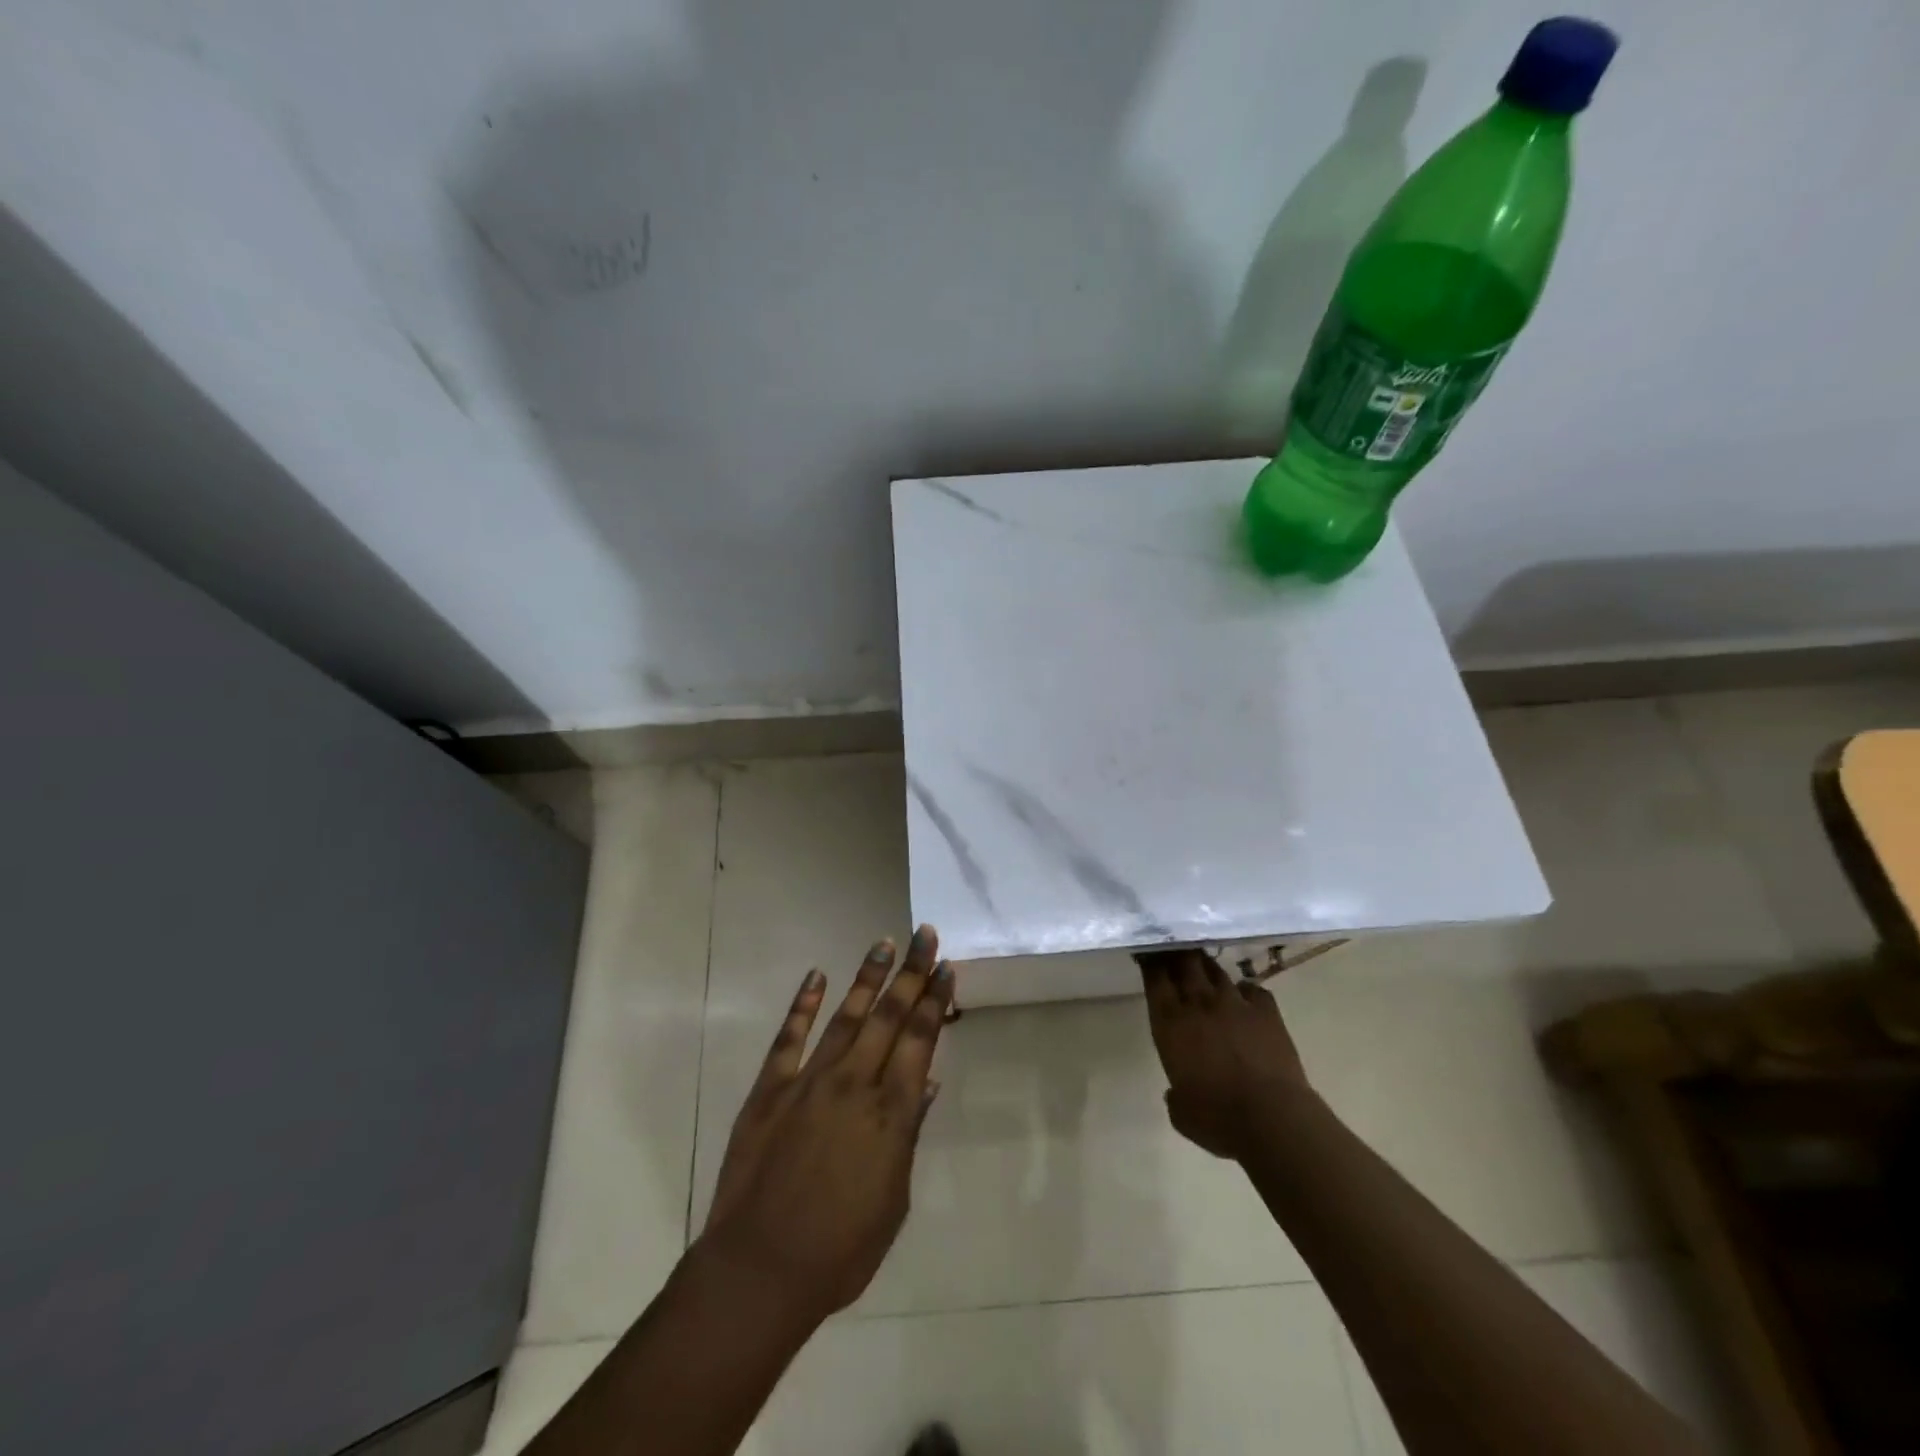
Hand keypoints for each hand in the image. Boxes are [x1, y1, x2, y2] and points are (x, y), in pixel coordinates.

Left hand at [698, 926, 954, 1322]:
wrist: (759, 1271)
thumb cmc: (840, 1250)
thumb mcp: (893, 1200)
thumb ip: (908, 1135)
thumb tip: (926, 1083)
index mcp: (889, 1113)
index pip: (920, 1040)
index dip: (934, 1000)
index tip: (946, 967)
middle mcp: (854, 1084)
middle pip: (889, 1016)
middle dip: (911, 973)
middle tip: (925, 933)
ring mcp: (809, 1081)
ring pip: (845, 1016)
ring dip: (867, 978)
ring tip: (884, 944)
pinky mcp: (770, 1089)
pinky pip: (789, 1038)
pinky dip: (803, 1004)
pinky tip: (816, 976)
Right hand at [1137, 948, 1308, 1160]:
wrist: (1272, 1118)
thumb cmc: (1217, 1119)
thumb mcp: (1181, 1112)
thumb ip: (1176, 1093)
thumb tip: (1178, 1092)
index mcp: (1170, 1023)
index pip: (1155, 978)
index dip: (1150, 962)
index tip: (1148, 952)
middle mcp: (1199, 1004)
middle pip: (1184, 963)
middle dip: (1177, 952)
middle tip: (1173, 945)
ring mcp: (1235, 1003)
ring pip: (1216, 970)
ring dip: (1206, 966)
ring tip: (1202, 963)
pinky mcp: (1267, 1011)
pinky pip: (1253, 989)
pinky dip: (1245, 990)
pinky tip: (1243, 995)